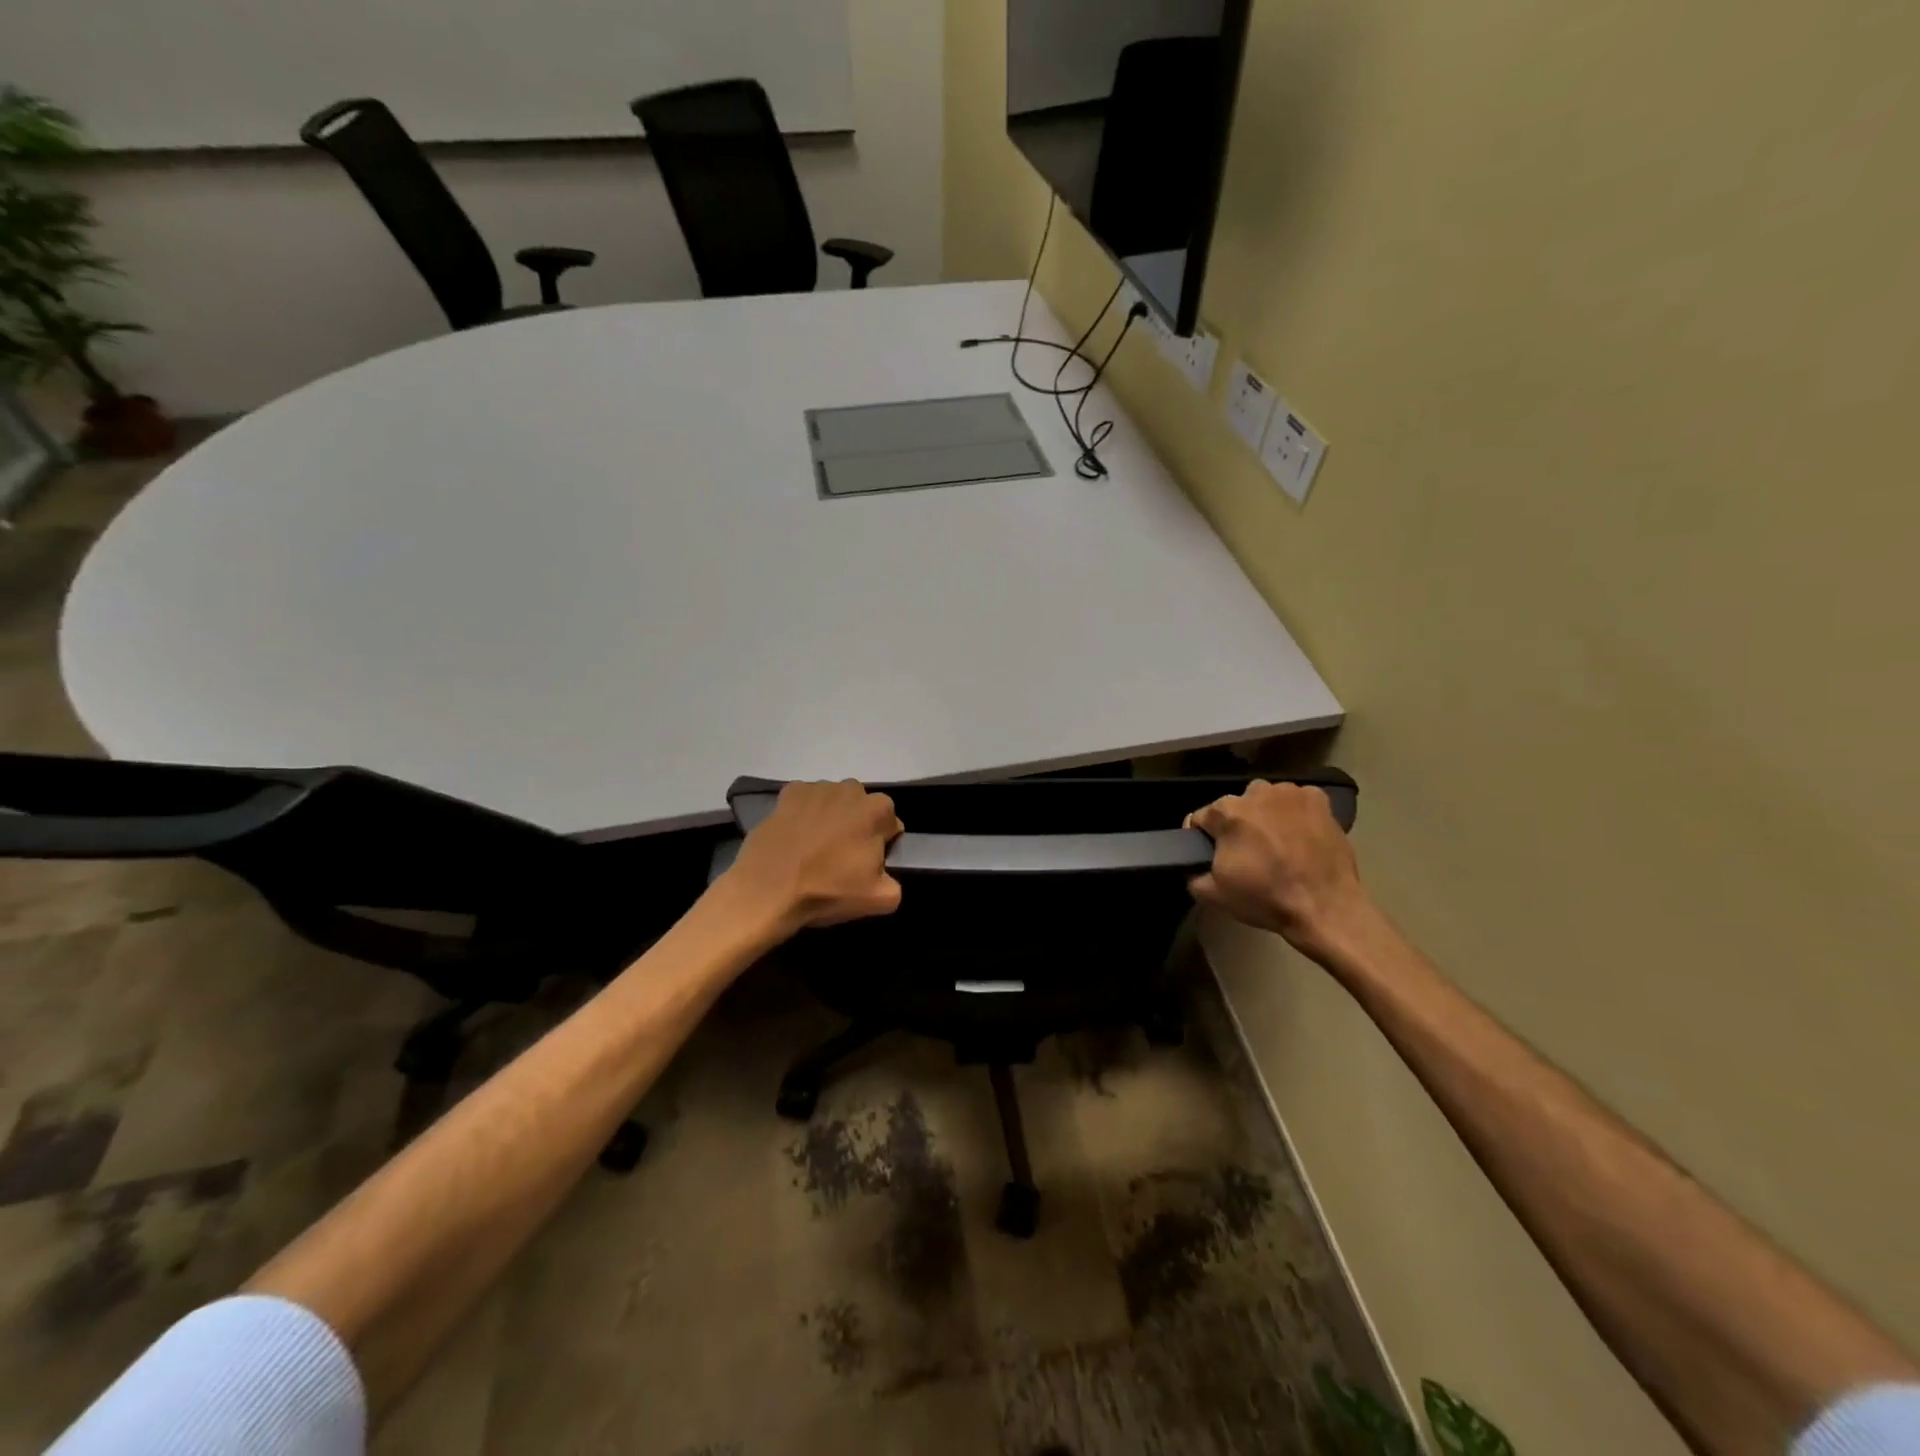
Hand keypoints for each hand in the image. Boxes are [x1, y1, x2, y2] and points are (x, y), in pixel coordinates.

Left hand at [724, 780, 903, 933]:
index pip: (890, 824)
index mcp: (878, 810)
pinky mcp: (787, 793)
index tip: (866, 864)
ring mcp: (817, 787)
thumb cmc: (828, 891)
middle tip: (841, 857)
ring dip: (831, 819)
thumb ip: (895, 882)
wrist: (768, 890)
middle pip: (862, 809)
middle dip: (856, 827)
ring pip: (834, 803)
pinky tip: (795, 838)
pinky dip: (804, 814)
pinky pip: (805, 802)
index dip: (881, 845)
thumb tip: (884, 872)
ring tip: (814, 849)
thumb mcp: (880, 900)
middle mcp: (850, 789)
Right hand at [1188, 780, 1375, 961]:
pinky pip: (1296, 802)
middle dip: (1237, 826)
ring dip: (1265, 817)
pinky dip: (1295, 814)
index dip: (1204, 839)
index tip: (1215, 857)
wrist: (1325, 909)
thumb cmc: (1266, 899)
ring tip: (1277, 845)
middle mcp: (1257, 792)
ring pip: (1265, 801)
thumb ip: (1191, 873)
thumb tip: (1194, 864)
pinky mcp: (1319, 800)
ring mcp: (1291, 793)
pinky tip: (1301, 836)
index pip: (1201, 818)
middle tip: (1249, 855)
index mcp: (1227, 811)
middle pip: (1235, 807)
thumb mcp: (1213, 894)